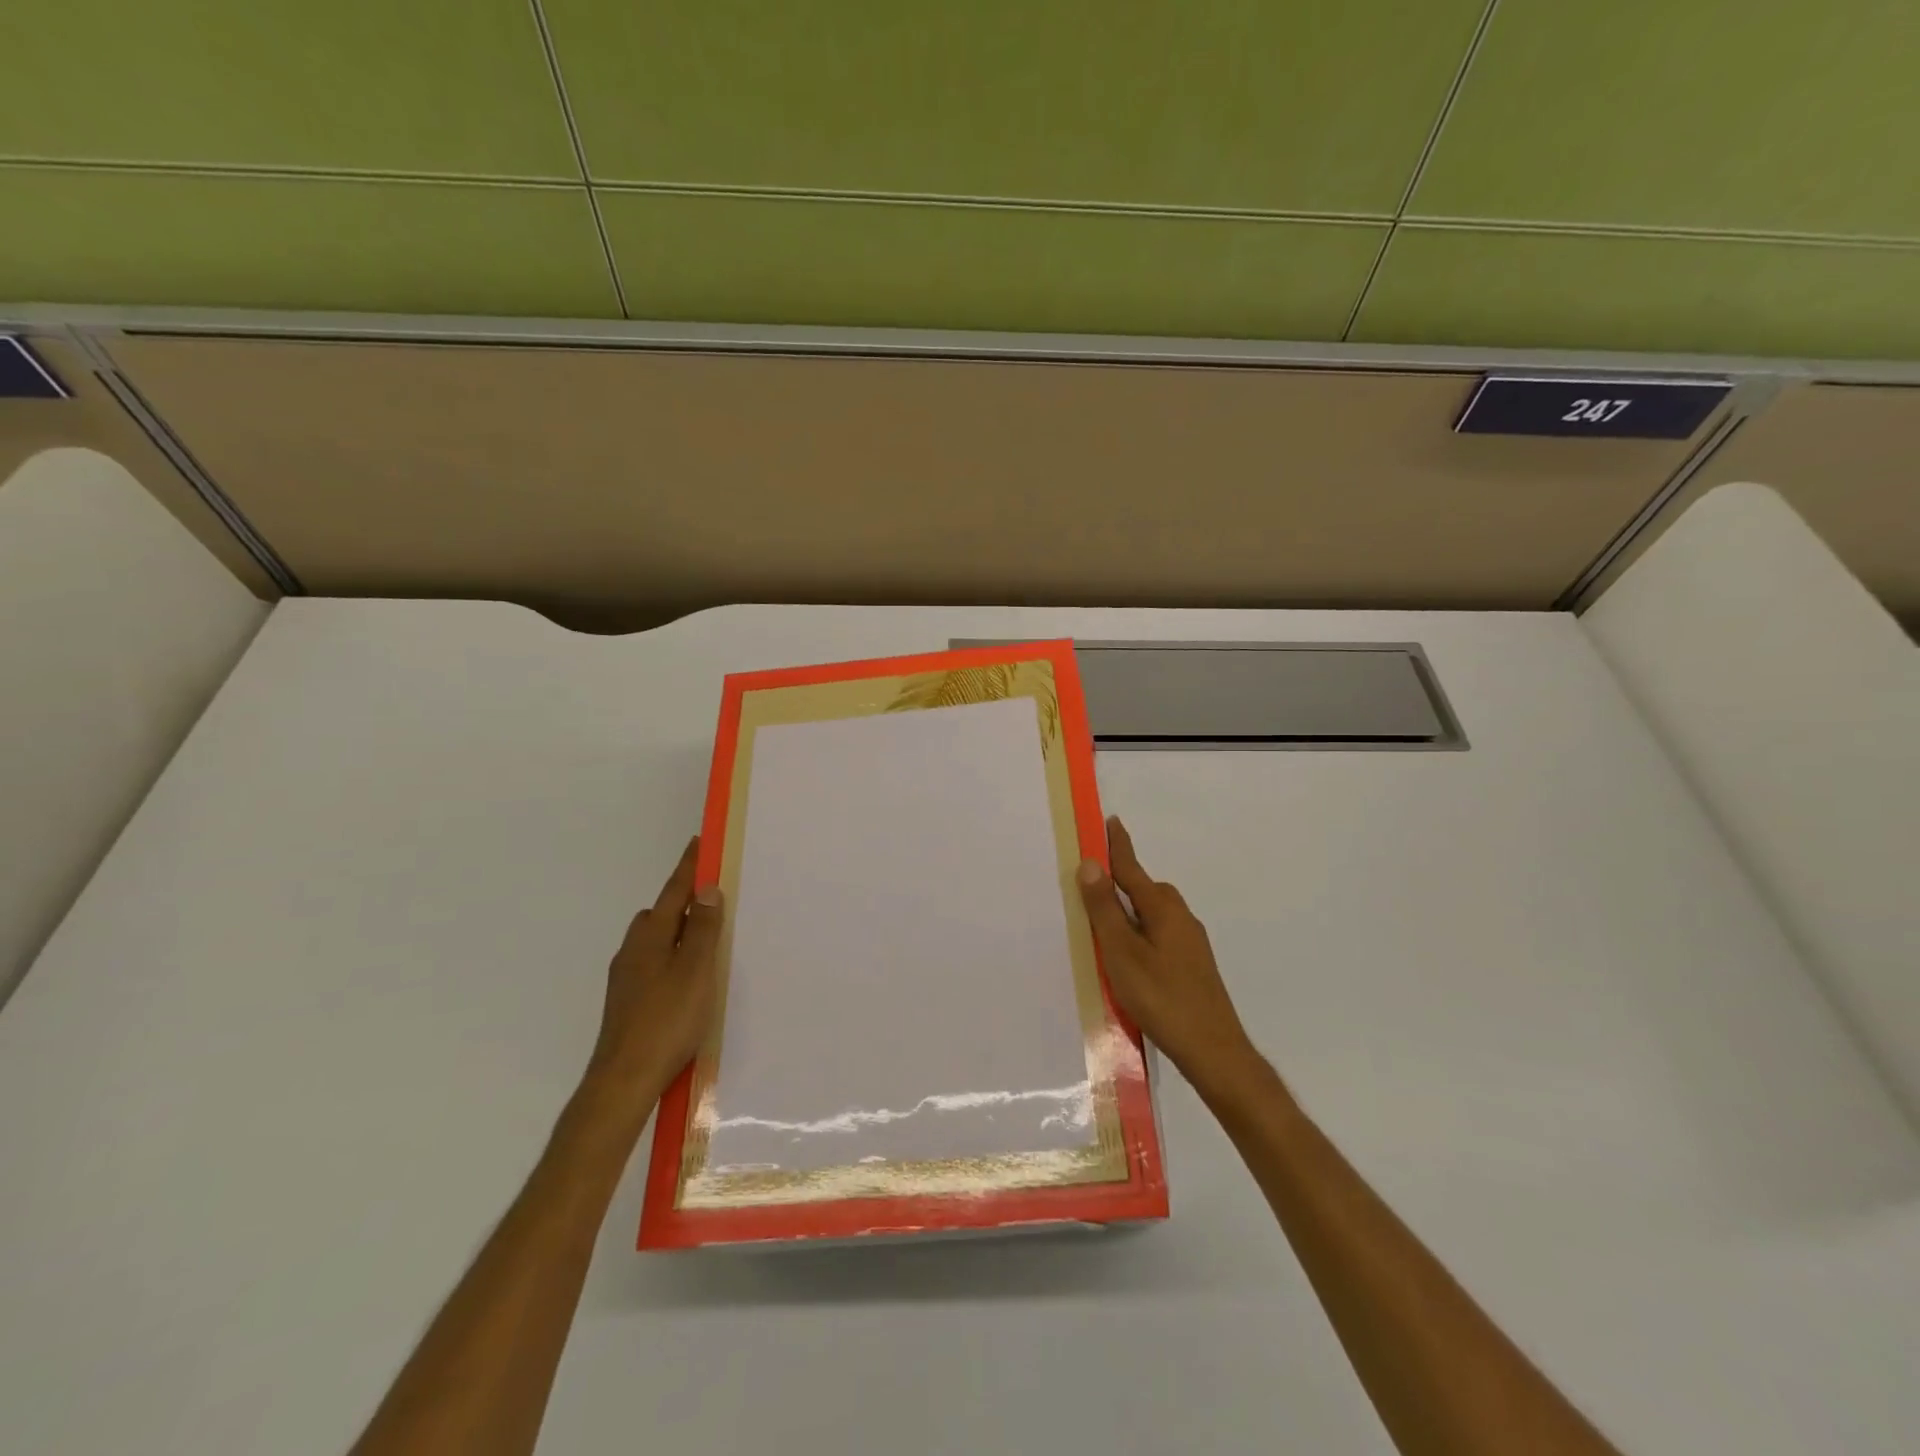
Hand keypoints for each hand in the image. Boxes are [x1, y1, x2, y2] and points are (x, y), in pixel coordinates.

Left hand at [584, 837, 722, 1104]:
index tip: (700, 843)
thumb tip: (706, 889)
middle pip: (659, 914)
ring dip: (677, 932)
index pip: (674, 891)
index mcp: (650, 936)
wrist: (624, 1081)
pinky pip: (654, 963)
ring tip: (705, 941)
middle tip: (713, 899)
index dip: (689, 867)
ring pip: (655, 941)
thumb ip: (701, 929)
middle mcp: (633, 951)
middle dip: (682, 901)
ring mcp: (626, 978)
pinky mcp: (627, 1002)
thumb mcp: (695, 970)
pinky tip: (687, 980)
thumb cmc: (666, 1020)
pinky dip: (672, 957)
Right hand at [1077, 817, 1255, 1091]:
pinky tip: (1127, 959)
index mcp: (1162, 907)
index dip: (1117, 845)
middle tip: (1088, 886)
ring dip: (1127, 913)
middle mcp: (1180, 916)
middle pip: (1142, 890)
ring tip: (1101, 927)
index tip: (1110, 820)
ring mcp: (1189, 941)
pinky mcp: (1192, 964)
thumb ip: (1104, 908)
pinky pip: (1157, 934)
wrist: (1213, 1050)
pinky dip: (1138, 934)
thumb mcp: (1122, 952)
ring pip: (1150, 915)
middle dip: (1118, 882)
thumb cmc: (1161, 997)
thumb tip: (1089, 864)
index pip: (1131, 867)